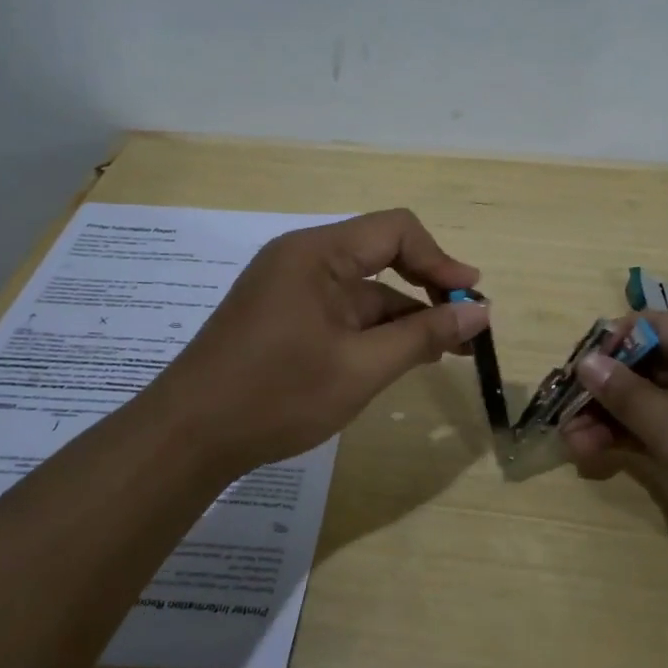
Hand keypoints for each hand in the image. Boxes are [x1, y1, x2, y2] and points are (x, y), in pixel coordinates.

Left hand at [154, 209, 489, 479]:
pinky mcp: (283, 317)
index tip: (470, 299)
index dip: (440, 259)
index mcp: (317, 254)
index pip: (395, 230)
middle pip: (381, 257)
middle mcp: (302, 260)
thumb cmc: (277, 396)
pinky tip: (398, 359)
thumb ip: (423, 335)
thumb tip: (479, 311)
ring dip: (403, 316)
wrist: (188, 437)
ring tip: (443, 352)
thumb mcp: (361, 368)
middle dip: (427, 290)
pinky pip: (340, 311)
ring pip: (363, 291)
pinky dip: (373, 331)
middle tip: (465, 331)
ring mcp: (289, 289)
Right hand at [559, 312, 667, 592]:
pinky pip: (661, 431)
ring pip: (648, 401)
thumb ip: (630, 398)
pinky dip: (631, 440)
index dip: (609, 344)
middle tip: (564, 421)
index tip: (577, 377)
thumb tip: (586, 361)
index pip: (649, 326)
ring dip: (609, 419)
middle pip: (643, 364)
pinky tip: (599, 457)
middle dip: (601, 389)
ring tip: (574, 448)